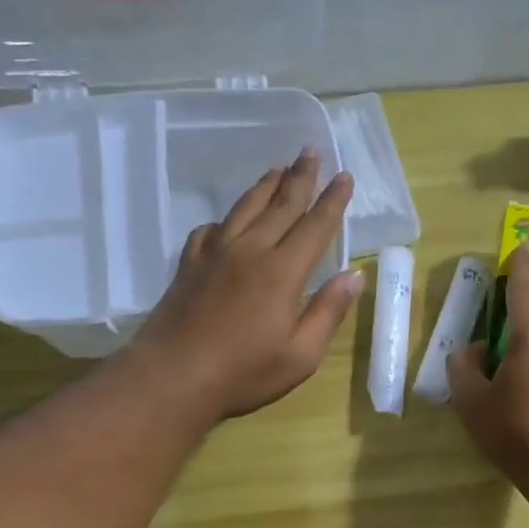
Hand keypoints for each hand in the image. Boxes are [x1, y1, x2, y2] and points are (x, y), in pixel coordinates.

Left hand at [133, 151, 363, 419]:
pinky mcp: (190, 265)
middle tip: (311, 151)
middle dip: (300, 178)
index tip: (345, 176)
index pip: (315, 226)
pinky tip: (228, 221)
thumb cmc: (245, 372)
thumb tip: (355, 275)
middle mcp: (250, 251)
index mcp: (282, 272)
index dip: (332, 201)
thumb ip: (328, 311)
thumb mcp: (301, 355)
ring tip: (277, 168)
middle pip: (280, 205)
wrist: (174, 376)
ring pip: (244, 208)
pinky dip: (226, 219)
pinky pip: (210, 229)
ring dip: (264, 186)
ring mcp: (215, 254)